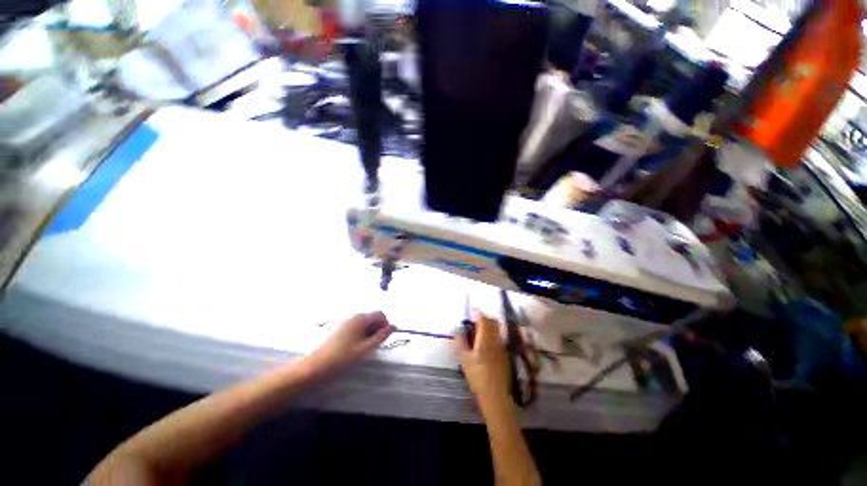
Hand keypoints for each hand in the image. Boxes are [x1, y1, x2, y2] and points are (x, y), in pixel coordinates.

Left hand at [308, 312, 394, 375]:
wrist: (317, 366)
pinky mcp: (341, 328)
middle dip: (378, 328)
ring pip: (365, 323)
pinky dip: (362, 333)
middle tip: (376, 345)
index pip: (380, 314)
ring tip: (366, 347)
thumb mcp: (366, 348)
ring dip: (370, 332)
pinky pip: (357, 326)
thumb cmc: (343, 357)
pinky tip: (357, 346)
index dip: (386, 324)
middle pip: (372, 317)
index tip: (384, 338)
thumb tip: (394, 326)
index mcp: (361, 318)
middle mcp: (354, 316)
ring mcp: (347, 321)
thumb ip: (382, 336)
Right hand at [456, 311, 510, 403]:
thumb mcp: (464, 360)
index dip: (477, 312)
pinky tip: (486, 340)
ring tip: (479, 328)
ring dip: (489, 323)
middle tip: (474, 319)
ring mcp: (502, 347)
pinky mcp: (505, 353)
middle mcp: (496, 340)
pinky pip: (499, 336)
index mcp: (485, 340)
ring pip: (497, 328)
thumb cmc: (477, 377)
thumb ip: (460, 342)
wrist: (496, 395)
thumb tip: (457, 330)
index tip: (471, 309)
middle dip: (484, 316)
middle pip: (492, 322)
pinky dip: (493, 332)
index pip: (483, 320)